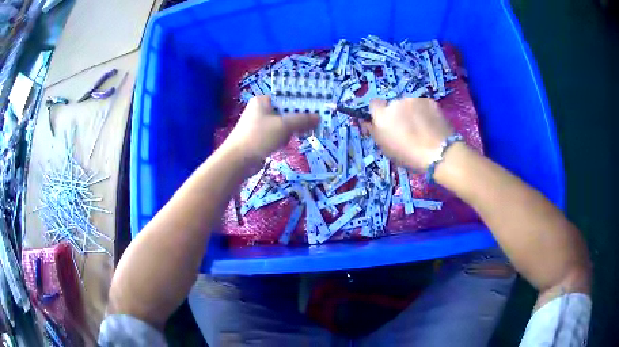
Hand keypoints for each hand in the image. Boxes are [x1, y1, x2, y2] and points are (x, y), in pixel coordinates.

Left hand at [221, 96, 319, 163]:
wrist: (237, 160)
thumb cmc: (259, 137)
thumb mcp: (283, 126)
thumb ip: (302, 119)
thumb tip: (318, 117)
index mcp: (263, 100)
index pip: (287, 97)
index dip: (302, 104)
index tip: (315, 111)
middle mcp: (260, 110)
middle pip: (286, 111)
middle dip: (297, 120)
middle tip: (310, 126)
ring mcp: (258, 124)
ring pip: (282, 124)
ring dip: (289, 132)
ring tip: (293, 137)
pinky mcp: (258, 138)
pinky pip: (275, 135)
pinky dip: (281, 139)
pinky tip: (282, 145)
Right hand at [364, 98, 452, 169]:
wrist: (439, 153)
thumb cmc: (409, 156)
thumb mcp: (386, 148)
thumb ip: (375, 132)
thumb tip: (367, 122)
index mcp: (382, 115)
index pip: (374, 104)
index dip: (379, 112)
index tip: (386, 122)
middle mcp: (395, 103)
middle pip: (393, 104)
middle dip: (398, 113)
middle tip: (407, 128)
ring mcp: (413, 100)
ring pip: (409, 104)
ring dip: (412, 112)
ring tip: (422, 127)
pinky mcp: (429, 100)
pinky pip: (423, 104)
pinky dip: (425, 112)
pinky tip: (431, 124)